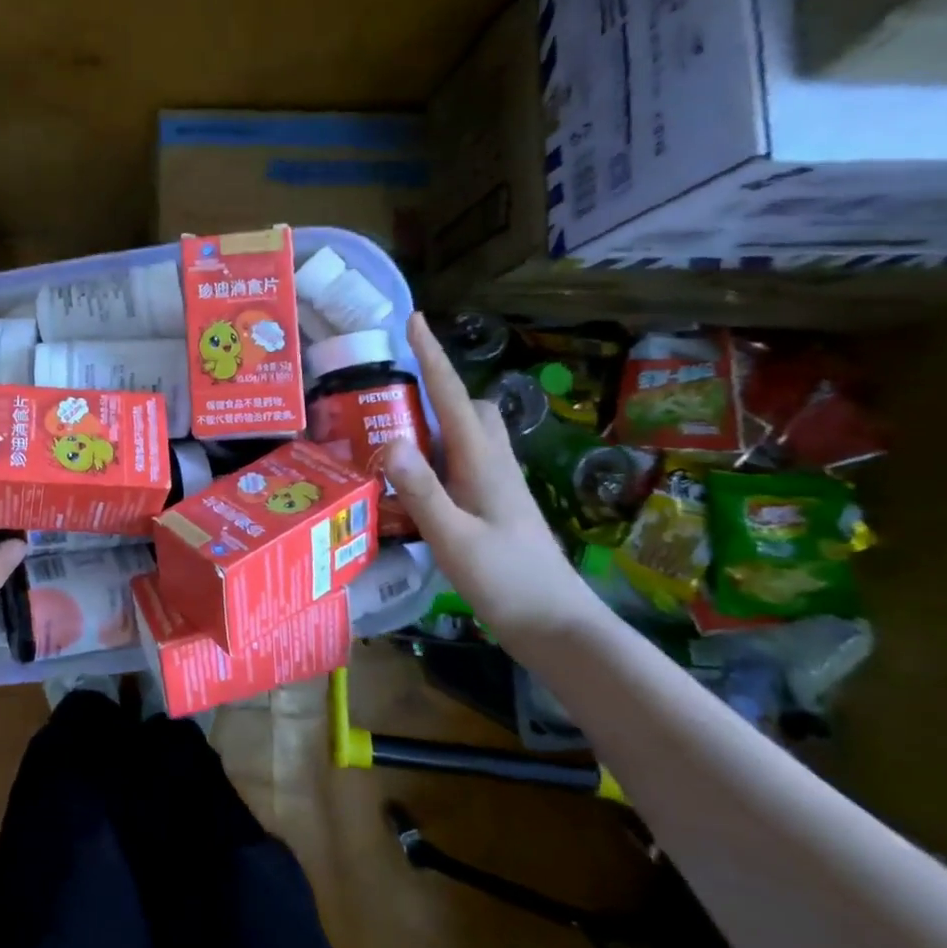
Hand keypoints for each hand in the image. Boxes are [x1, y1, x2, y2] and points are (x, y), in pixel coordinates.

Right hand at [383, 314, 603, 637]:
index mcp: (483, 463)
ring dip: (436, 424)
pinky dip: (439, 457)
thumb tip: (390, 441)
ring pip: (470, 435)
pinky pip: (465, 462)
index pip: (453, 397)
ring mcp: (498, 486)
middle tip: (393, 396)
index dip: (432, 357)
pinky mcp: (496, 506)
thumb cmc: (506, 582)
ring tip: (393, 436)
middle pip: (470, 408)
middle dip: (437, 389)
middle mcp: (494, 465)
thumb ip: (422, 490)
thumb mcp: (454, 538)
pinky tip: (415, 484)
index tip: (414, 320)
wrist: (556, 627)